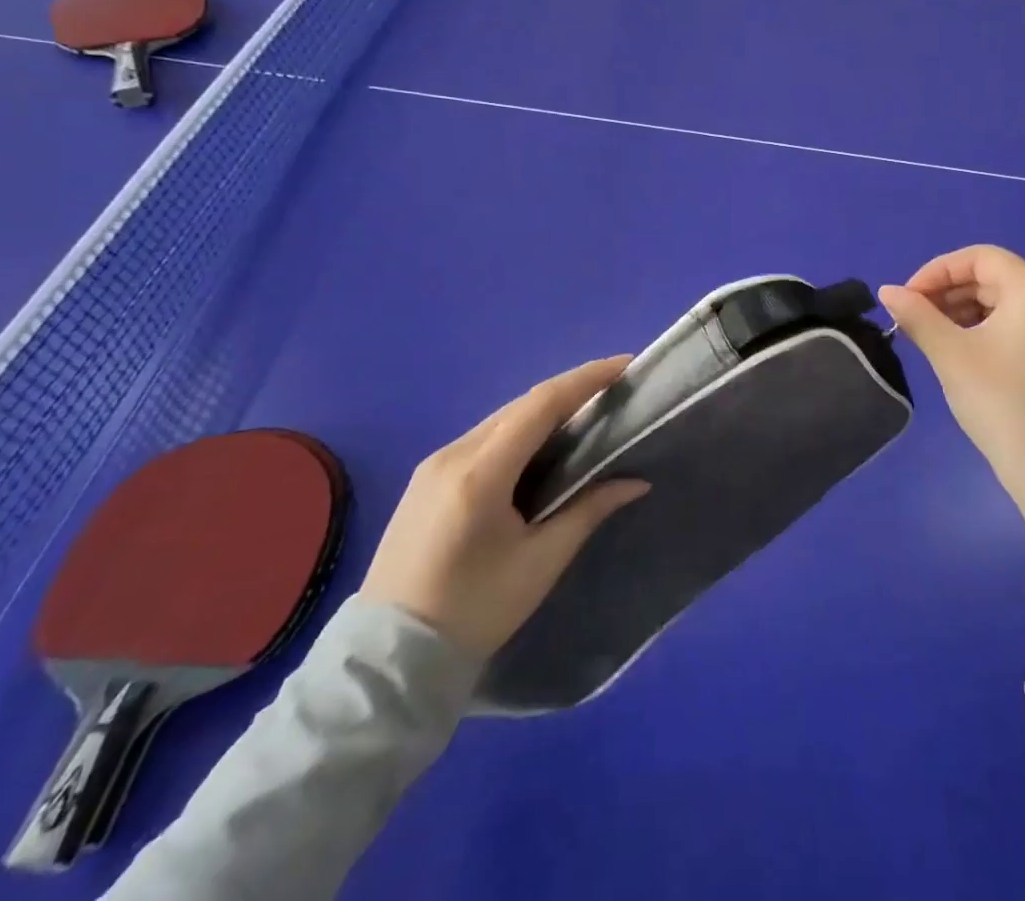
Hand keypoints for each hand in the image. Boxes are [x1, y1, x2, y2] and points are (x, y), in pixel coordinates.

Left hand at [360, 357, 649, 657]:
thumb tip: (635, 482)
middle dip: (570, 391)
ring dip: (544, 411)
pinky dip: (519, 432)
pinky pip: (483, 438)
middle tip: (613, 389)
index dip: (586, 379)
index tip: (625, 365)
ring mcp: (433, 464)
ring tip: (585, 413)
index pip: (541, 405)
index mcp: (480, 473)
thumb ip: (588, 511)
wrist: (389, 658)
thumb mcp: (540, 563)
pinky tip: (540, 445)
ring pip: (501, 419)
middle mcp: (453, 454)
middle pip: (521, 406)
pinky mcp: (425, 479)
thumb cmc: (474, 611)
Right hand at [880, 246, 1024, 594]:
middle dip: (947, 292)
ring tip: (928, 337)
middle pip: (991, 277)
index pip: (979, 258)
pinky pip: (1015, 324)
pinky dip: (982, 329)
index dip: (936, 271)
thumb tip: (886, 290)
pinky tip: (957, 351)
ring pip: (1001, 301)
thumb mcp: (950, 354)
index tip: (907, 298)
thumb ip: (917, 314)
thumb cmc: (1001, 402)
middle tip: (912, 319)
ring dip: (961, 311)